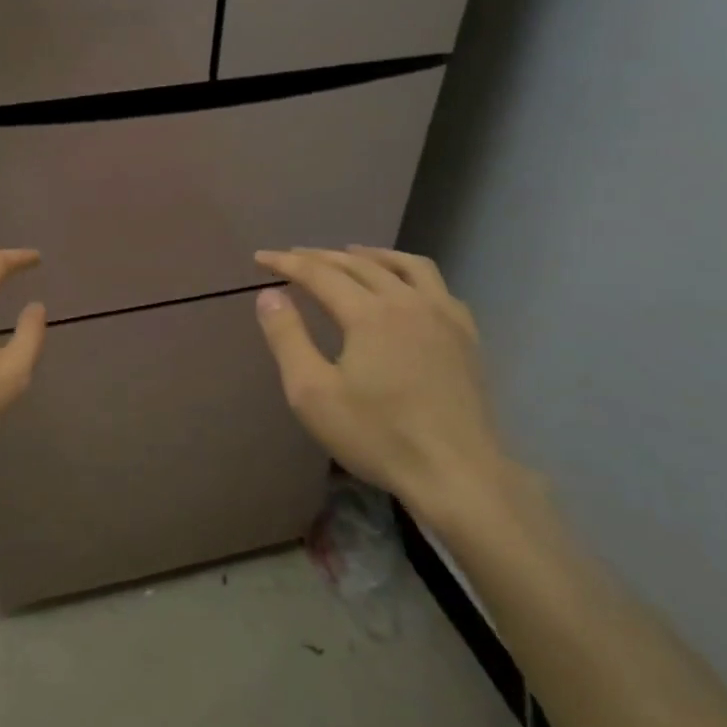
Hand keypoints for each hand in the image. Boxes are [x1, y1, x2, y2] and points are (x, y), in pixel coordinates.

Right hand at [253, 247, 508, 526]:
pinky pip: (437, 286)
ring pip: (406, 265)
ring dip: (372, 255)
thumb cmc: (377, 436)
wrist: (456, 473)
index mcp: (369, 313)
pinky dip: (410, 274)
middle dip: (321, 256)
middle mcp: (408, 302)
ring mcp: (444, 316)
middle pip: (359, 264)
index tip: (260, 257)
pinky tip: (405, 288)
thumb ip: (287, 338)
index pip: (319, 274)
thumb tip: (268, 295)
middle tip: (293, 257)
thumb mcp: (312, 393)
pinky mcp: (466, 336)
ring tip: (350, 253)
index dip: (286, 263)